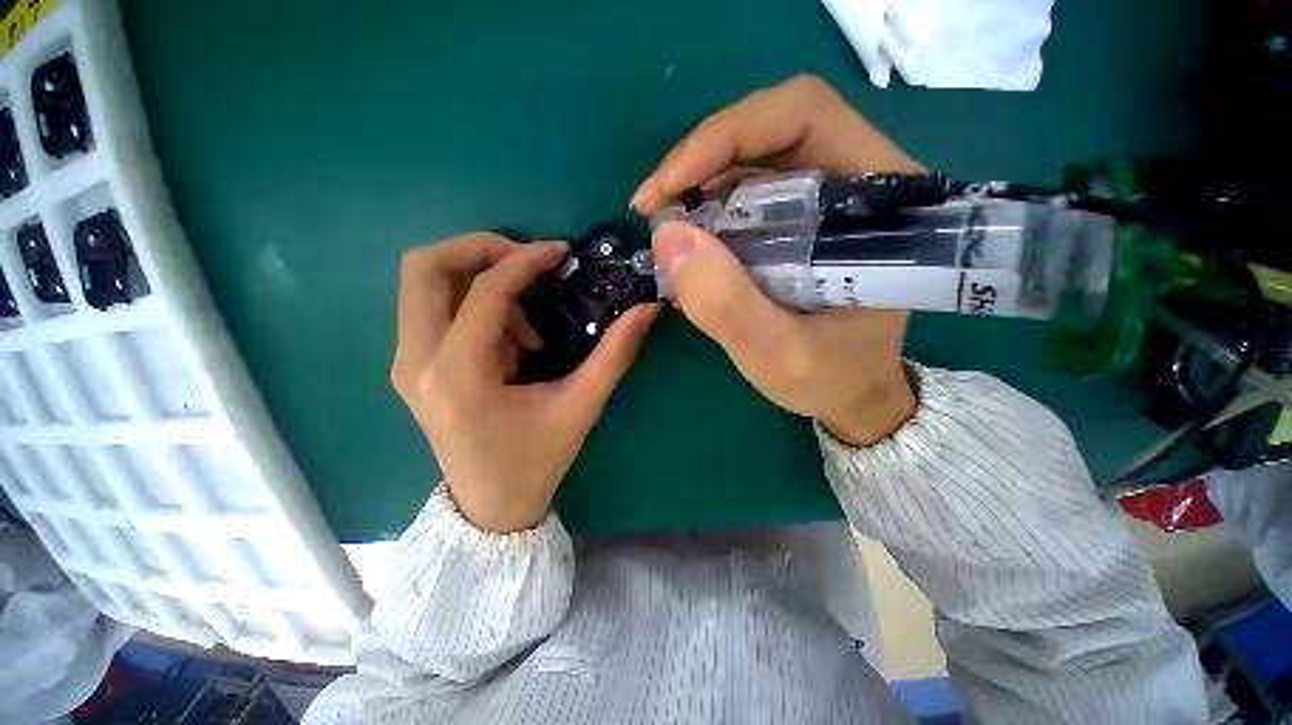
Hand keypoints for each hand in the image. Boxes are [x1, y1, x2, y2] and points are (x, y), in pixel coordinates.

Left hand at [391, 233, 658, 532]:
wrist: (490, 509)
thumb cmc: (536, 462)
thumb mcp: (580, 407)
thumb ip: (614, 355)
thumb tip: (647, 310)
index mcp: (457, 375)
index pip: (485, 291)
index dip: (525, 260)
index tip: (560, 252)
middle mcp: (416, 362)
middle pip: (425, 266)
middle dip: (481, 249)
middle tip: (529, 262)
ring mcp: (406, 364)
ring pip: (426, 285)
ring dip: (481, 285)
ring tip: (527, 332)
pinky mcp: (412, 368)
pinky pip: (434, 310)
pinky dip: (474, 308)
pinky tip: (510, 348)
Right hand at [632, 75, 916, 445]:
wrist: (848, 392)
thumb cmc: (830, 378)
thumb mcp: (778, 355)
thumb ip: (727, 305)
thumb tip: (667, 236)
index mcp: (879, 202)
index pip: (803, 117)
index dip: (728, 136)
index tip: (670, 187)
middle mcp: (857, 181)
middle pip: (772, 129)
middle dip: (703, 159)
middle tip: (656, 206)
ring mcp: (825, 199)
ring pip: (754, 158)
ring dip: (699, 184)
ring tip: (666, 229)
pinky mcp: (800, 220)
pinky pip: (747, 192)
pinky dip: (708, 208)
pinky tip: (688, 243)